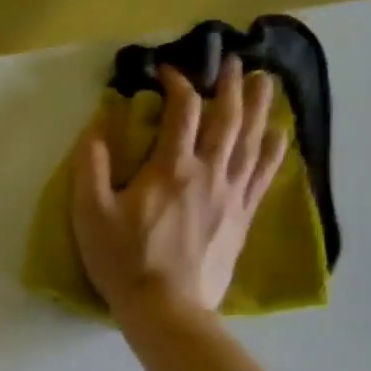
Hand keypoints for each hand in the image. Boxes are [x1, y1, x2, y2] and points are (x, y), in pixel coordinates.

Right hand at [71, 54, 287, 325]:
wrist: (165, 308)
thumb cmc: (123, 259)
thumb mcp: (90, 212)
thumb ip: (92, 166)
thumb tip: (98, 126)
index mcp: (171, 168)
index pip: (183, 111)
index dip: (177, 83)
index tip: (166, 71)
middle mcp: (209, 173)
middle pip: (228, 118)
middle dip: (230, 86)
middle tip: (232, 62)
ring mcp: (231, 195)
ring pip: (252, 141)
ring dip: (260, 107)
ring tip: (265, 82)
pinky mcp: (242, 217)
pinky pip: (263, 175)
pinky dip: (273, 150)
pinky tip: (280, 135)